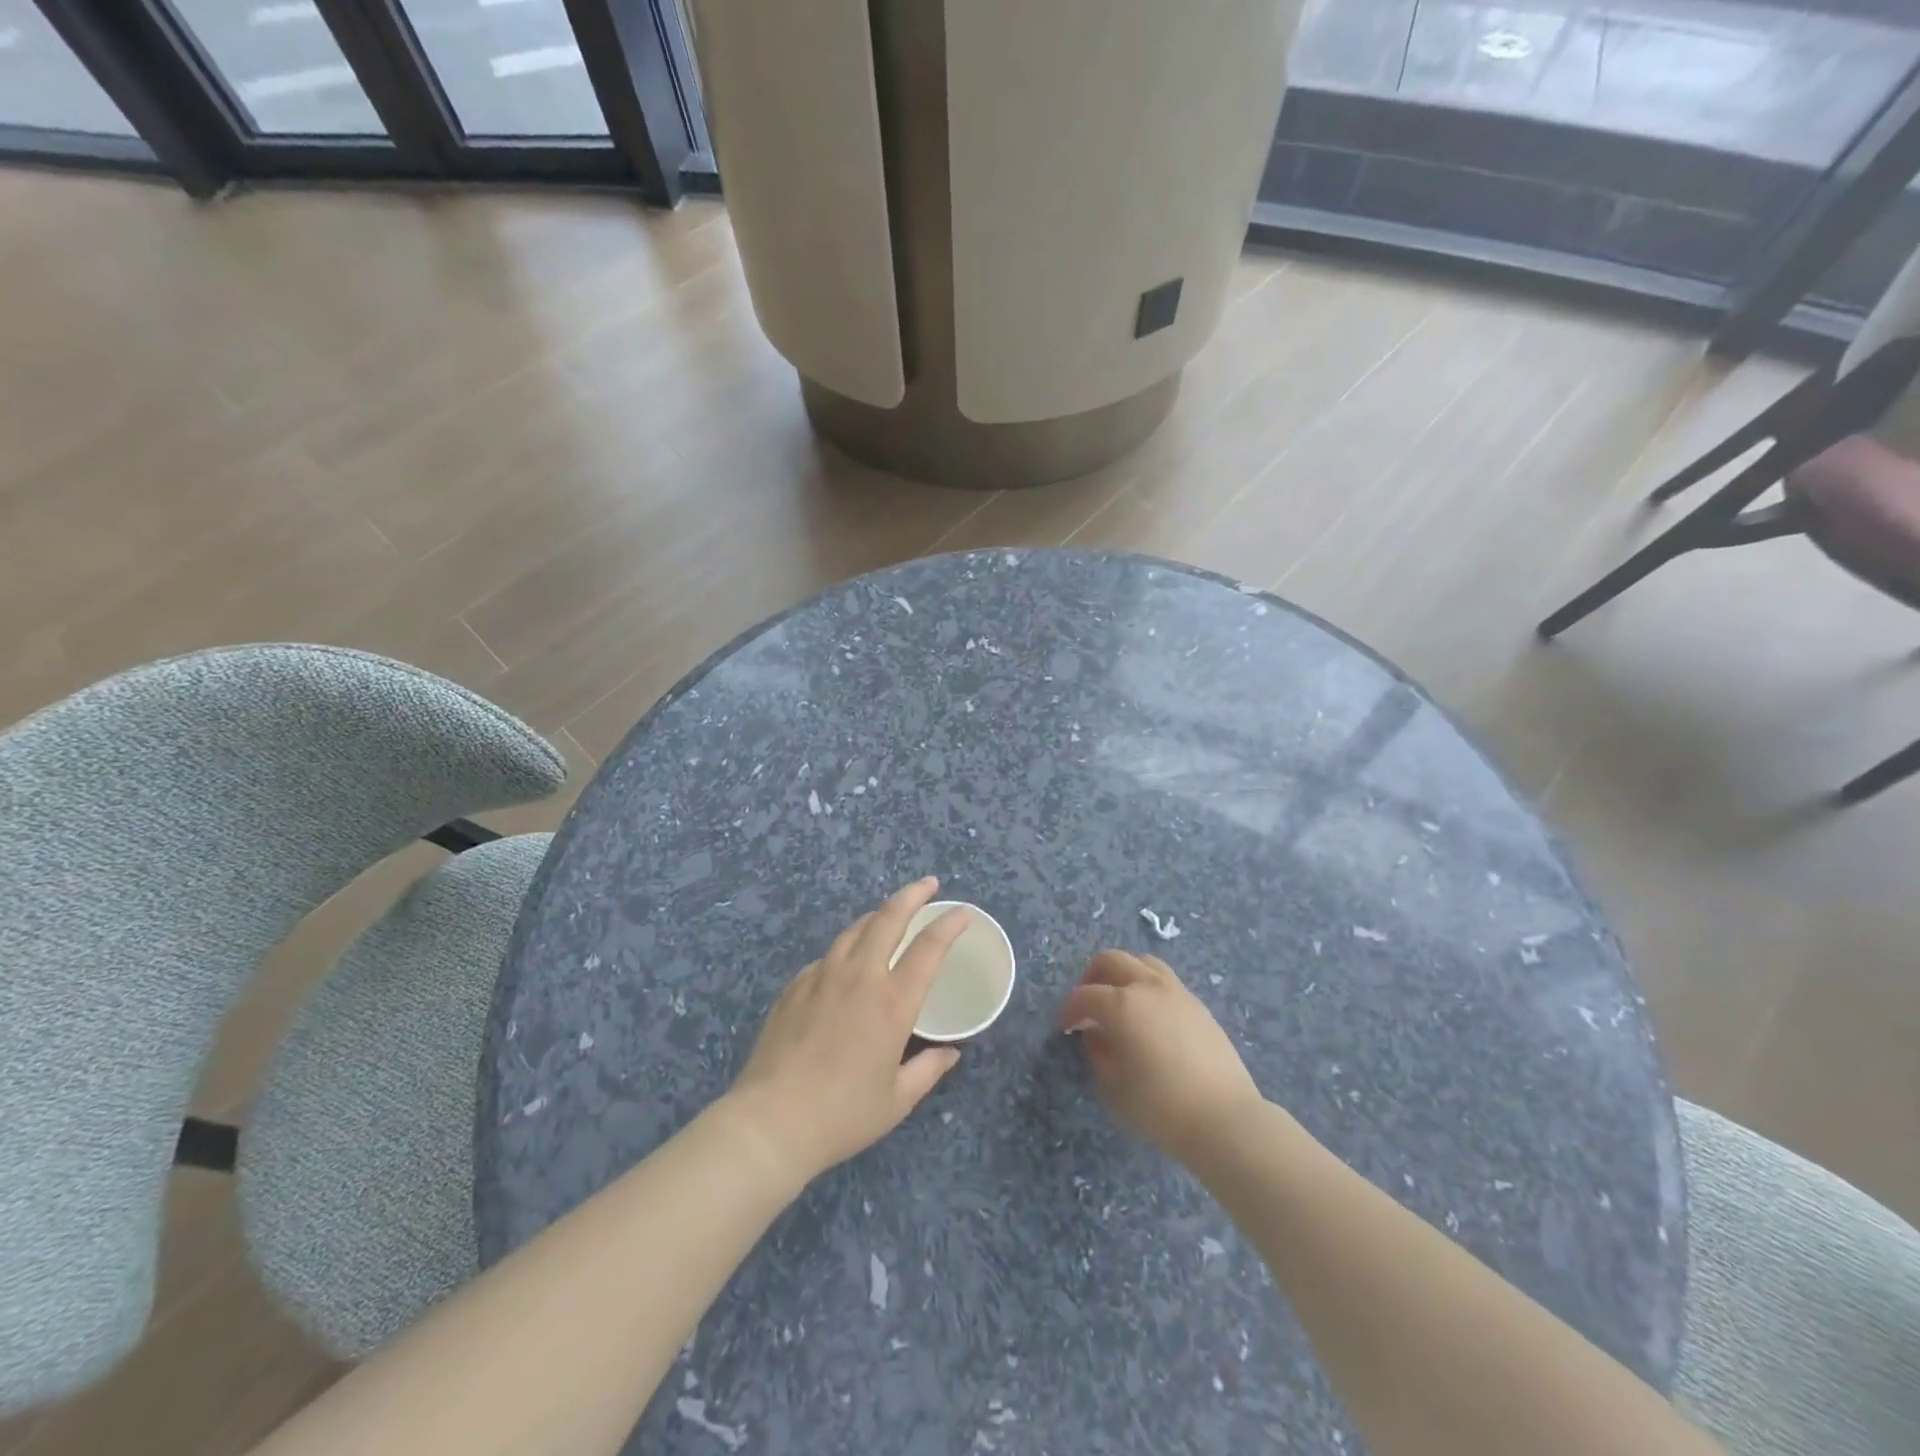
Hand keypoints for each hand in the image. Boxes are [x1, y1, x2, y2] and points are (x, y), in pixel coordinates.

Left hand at [724, 878, 969, 1185]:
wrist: (771, 1122)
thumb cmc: (842, 1114)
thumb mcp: (897, 1100)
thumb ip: (928, 1070)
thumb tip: (950, 1053)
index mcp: (892, 1002)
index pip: (929, 947)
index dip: (949, 924)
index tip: (962, 912)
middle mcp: (860, 977)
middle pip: (889, 917)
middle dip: (913, 894)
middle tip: (929, 885)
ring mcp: (822, 976)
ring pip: (855, 929)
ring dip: (878, 915)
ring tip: (890, 915)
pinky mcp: (795, 985)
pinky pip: (828, 955)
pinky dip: (847, 948)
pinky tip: (847, 964)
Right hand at [1058, 950, 1263, 1163]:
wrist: (1224, 1118)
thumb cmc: (1160, 1106)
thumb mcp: (1114, 1086)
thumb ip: (1099, 1052)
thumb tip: (1095, 1034)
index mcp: (1122, 1004)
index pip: (1085, 995)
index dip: (1069, 1009)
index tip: (1065, 1026)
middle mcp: (1147, 987)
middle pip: (1112, 960)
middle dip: (1092, 977)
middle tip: (1087, 1004)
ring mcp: (1176, 992)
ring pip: (1142, 961)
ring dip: (1123, 973)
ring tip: (1119, 999)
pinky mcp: (1198, 1005)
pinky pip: (1165, 980)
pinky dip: (1147, 986)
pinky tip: (1149, 1014)